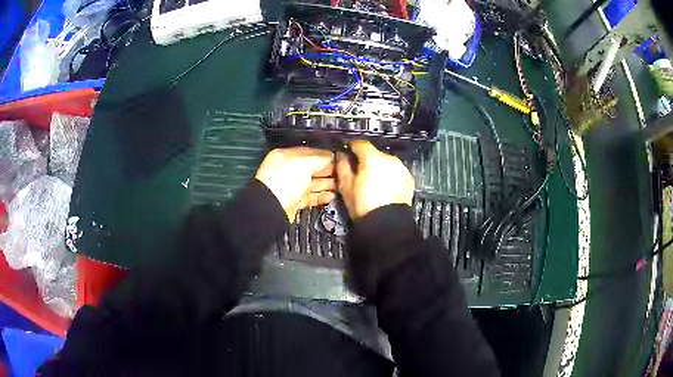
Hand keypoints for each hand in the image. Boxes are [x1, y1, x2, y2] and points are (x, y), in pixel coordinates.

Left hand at [255, 147, 335, 221]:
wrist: (271, 208)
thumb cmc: (283, 181)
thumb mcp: (303, 164)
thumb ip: (319, 158)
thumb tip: (331, 156)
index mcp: (286, 156)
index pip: (310, 152)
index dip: (326, 155)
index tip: (340, 159)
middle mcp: (288, 170)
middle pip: (313, 168)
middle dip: (329, 170)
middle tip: (343, 172)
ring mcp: (291, 186)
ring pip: (313, 183)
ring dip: (327, 184)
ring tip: (341, 185)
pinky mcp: (294, 201)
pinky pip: (311, 197)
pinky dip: (321, 197)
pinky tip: (331, 196)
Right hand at [336, 140, 413, 218]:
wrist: (387, 224)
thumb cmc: (364, 206)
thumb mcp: (346, 187)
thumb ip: (342, 166)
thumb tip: (341, 155)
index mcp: (373, 159)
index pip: (360, 144)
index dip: (352, 147)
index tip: (347, 152)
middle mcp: (390, 159)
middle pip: (374, 153)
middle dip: (366, 160)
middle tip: (359, 173)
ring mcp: (401, 169)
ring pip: (386, 162)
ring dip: (379, 168)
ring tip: (373, 183)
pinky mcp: (408, 179)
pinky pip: (396, 172)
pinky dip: (390, 176)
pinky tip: (384, 188)